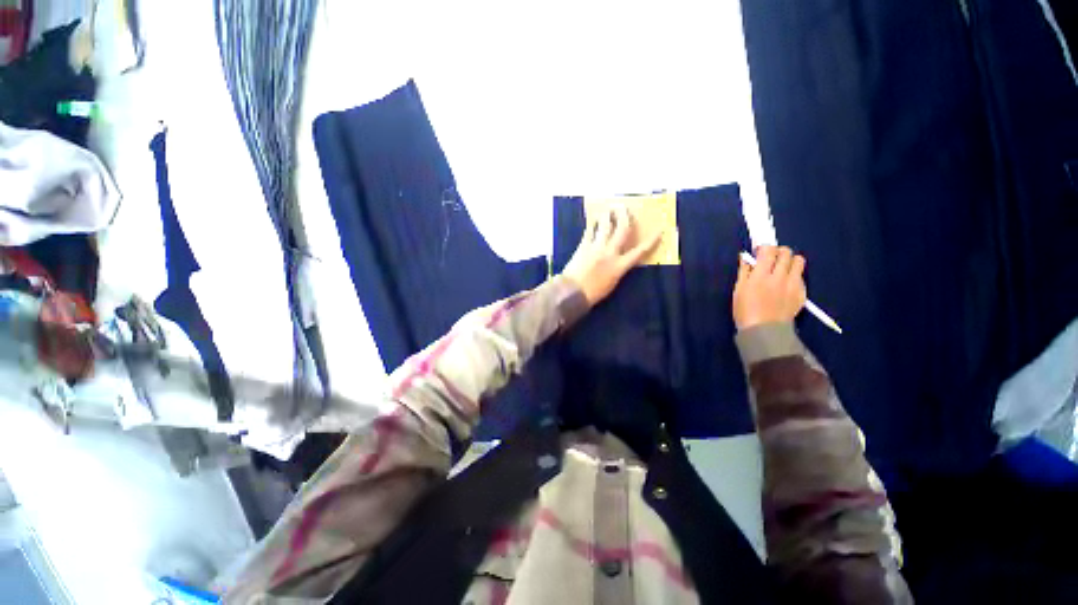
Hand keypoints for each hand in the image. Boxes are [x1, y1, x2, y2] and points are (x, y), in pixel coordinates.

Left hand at [562, 205, 661, 305]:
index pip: (640, 251)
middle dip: (625, 216)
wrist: (573, 292)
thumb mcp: (612, 283)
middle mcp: (610, 253)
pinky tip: (593, 219)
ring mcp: (596, 247)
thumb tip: (620, 260)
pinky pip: (589, 231)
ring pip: (605, 226)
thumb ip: (618, 269)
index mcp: (620, 266)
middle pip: (622, 230)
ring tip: (608, 209)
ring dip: (607, 215)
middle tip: (624, 207)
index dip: (651, 240)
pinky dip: (592, 224)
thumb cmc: (593, 293)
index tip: (659, 230)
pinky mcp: (583, 246)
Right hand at [733, 245, 806, 329]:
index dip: (764, 247)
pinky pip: (801, 277)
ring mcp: (793, 285)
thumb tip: (746, 257)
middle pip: (786, 253)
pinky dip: (794, 276)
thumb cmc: (745, 310)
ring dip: (790, 261)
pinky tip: (785, 284)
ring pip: (799, 261)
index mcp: (761, 275)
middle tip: (771, 259)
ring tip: (782, 269)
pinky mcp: (802, 293)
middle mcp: (779, 277)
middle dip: (778, 252)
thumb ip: (744, 271)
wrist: (764, 331)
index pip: (769, 250)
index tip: (759, 251)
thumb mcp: (739, 290)